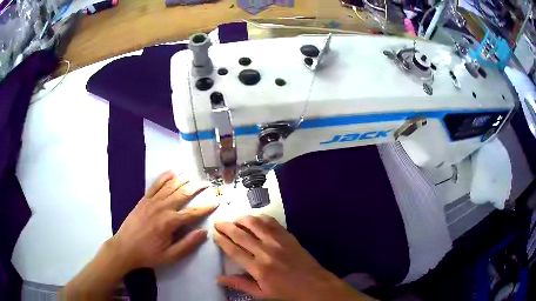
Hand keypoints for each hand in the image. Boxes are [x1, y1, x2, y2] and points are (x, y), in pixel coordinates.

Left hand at [110, 171, 216, 270]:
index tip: (217, 201)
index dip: (206, 206)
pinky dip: (164, 177)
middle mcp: (162, 208)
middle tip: (207, 184)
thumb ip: (188, 244)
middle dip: (197, 187)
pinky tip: (172, 172)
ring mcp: (152, 201)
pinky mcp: (144, 199)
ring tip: (193, 176)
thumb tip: (204, 232)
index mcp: (170, 223)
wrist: (125, 248)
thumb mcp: (170, 256)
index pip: (193, 212)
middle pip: (183, 193)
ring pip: (170, 186)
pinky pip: (156, 185)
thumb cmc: (148, 254)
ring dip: (183, 180)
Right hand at [214, 215, 374, 300]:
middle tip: (218, 222)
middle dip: (227, 226)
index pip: (234, 250)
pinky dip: (261, 218)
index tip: (214, 234)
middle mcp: (266, 251)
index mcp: (258, 268)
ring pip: (256, 224)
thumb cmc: (287, 293)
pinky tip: (255, 218)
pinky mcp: (289, 237)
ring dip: (242, 218)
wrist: (315, 286)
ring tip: (234, 218)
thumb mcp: (262, 294)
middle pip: (241, 234)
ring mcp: (279, 242)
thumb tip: (218, 278)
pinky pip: (272, 223)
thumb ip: (240, 284)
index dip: (222, 240)